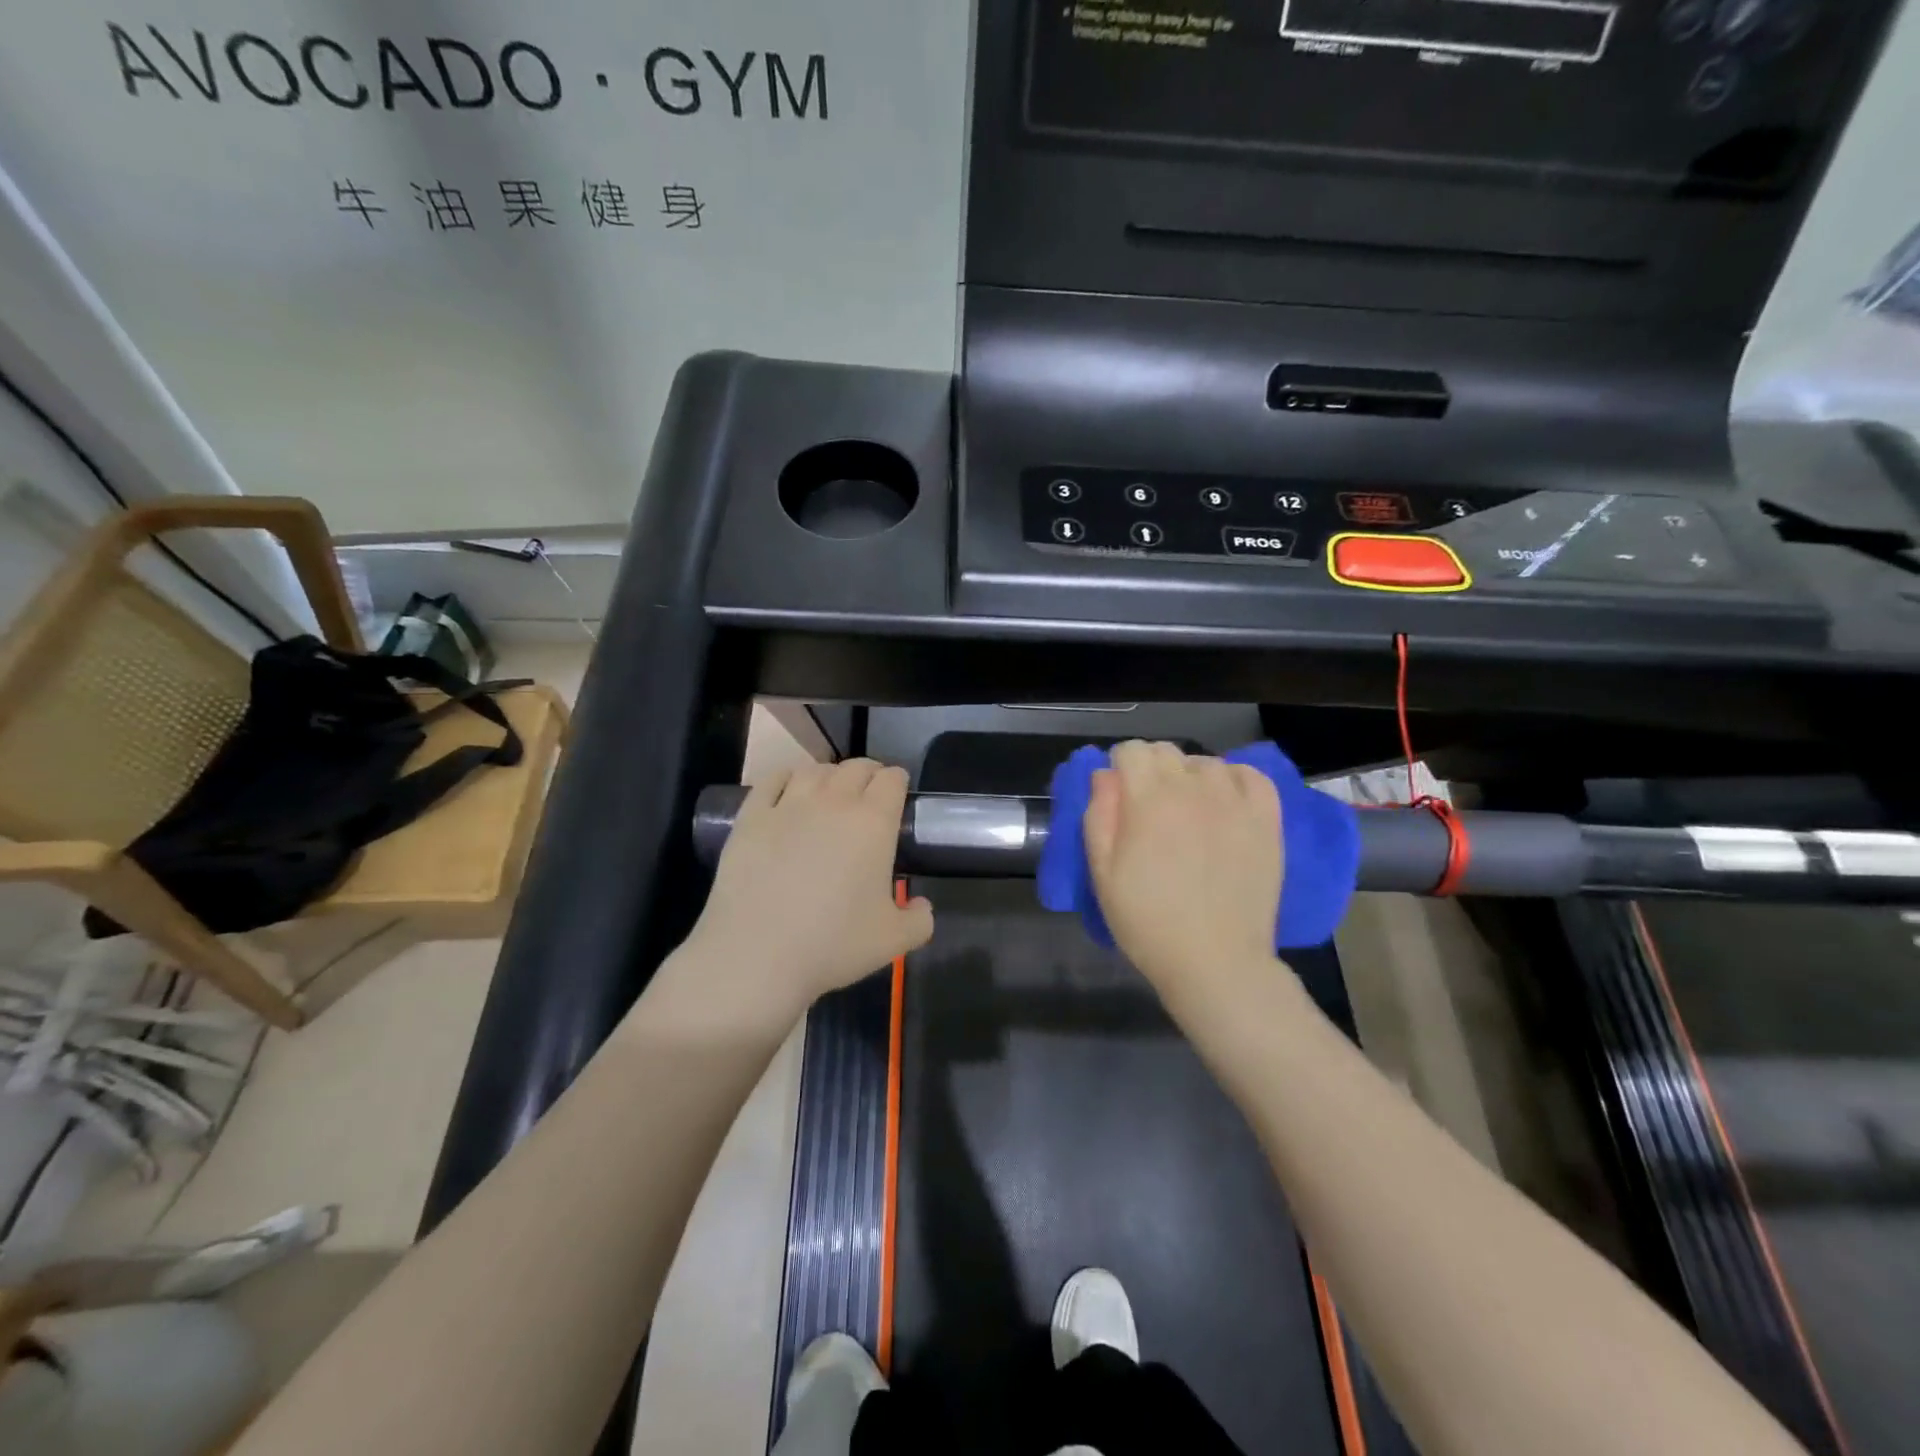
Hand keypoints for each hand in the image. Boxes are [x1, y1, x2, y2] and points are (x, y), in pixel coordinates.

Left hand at [679, 760, 933, 1024]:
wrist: (757, 954)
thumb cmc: (832, 944)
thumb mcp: (893, 941)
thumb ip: (919, 920)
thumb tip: (921, 906)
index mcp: (873, 823)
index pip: (892, 780)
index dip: (898, 783)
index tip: (898, 797)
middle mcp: (834, 802)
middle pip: (856, 767)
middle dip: (868, 774)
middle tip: (869, 796)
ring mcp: (788, 805)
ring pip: (815, 770)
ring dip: (830, 775)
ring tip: (830, 793)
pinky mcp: (751, 816)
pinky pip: (772, 779)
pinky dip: (786, 778)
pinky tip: (788, 790)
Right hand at [1084, 741, 1282, 1002]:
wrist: (1215, 961)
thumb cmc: (1147, 921)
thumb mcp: (1102, 872)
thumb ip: (1098, 814)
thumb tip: (1105, 776)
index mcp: (1148, 799)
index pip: (1131, 751)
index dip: (1119, 767)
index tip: (1118, 793)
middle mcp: (1193, 788)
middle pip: (1166, 751)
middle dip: (1150, 769)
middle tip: (1148, 808)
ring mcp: (1235, 801)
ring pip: (1205, 762)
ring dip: (1190, 776)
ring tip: (1188, 810)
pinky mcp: (1267, 819)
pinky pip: (1251, 775)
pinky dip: (1233, 780)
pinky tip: (1224, 803)